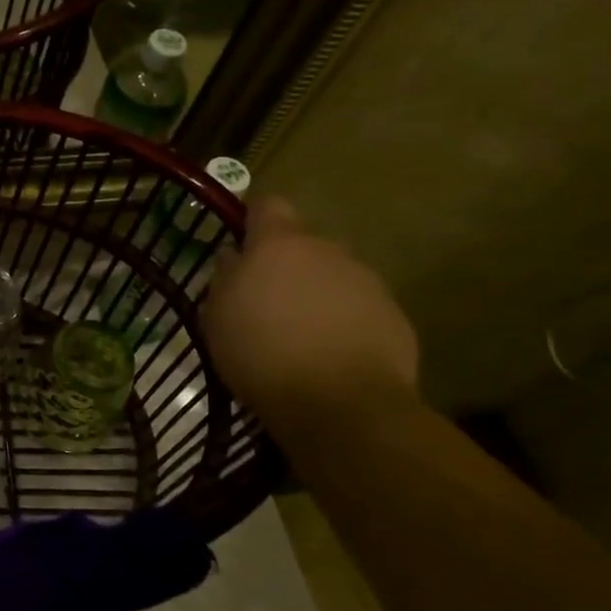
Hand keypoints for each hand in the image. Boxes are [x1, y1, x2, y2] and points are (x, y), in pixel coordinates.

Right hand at [202, 198, 419, 427]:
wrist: (342, 405)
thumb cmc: (261, 353)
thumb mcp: (216, 316)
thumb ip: (224, 277)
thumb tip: (234, 257)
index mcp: (278, 244)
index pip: (266, 205)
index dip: (252, 219)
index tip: (242, 242)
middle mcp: (327, 251)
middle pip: (302, 245)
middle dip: (285, 265)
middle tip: (266, 302)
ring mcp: (366, 282)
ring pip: (332, 276)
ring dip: (316, 294)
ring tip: (300, 335)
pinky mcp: (394, 316)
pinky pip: (359, 308)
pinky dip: (343, 322)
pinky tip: (330, 356)